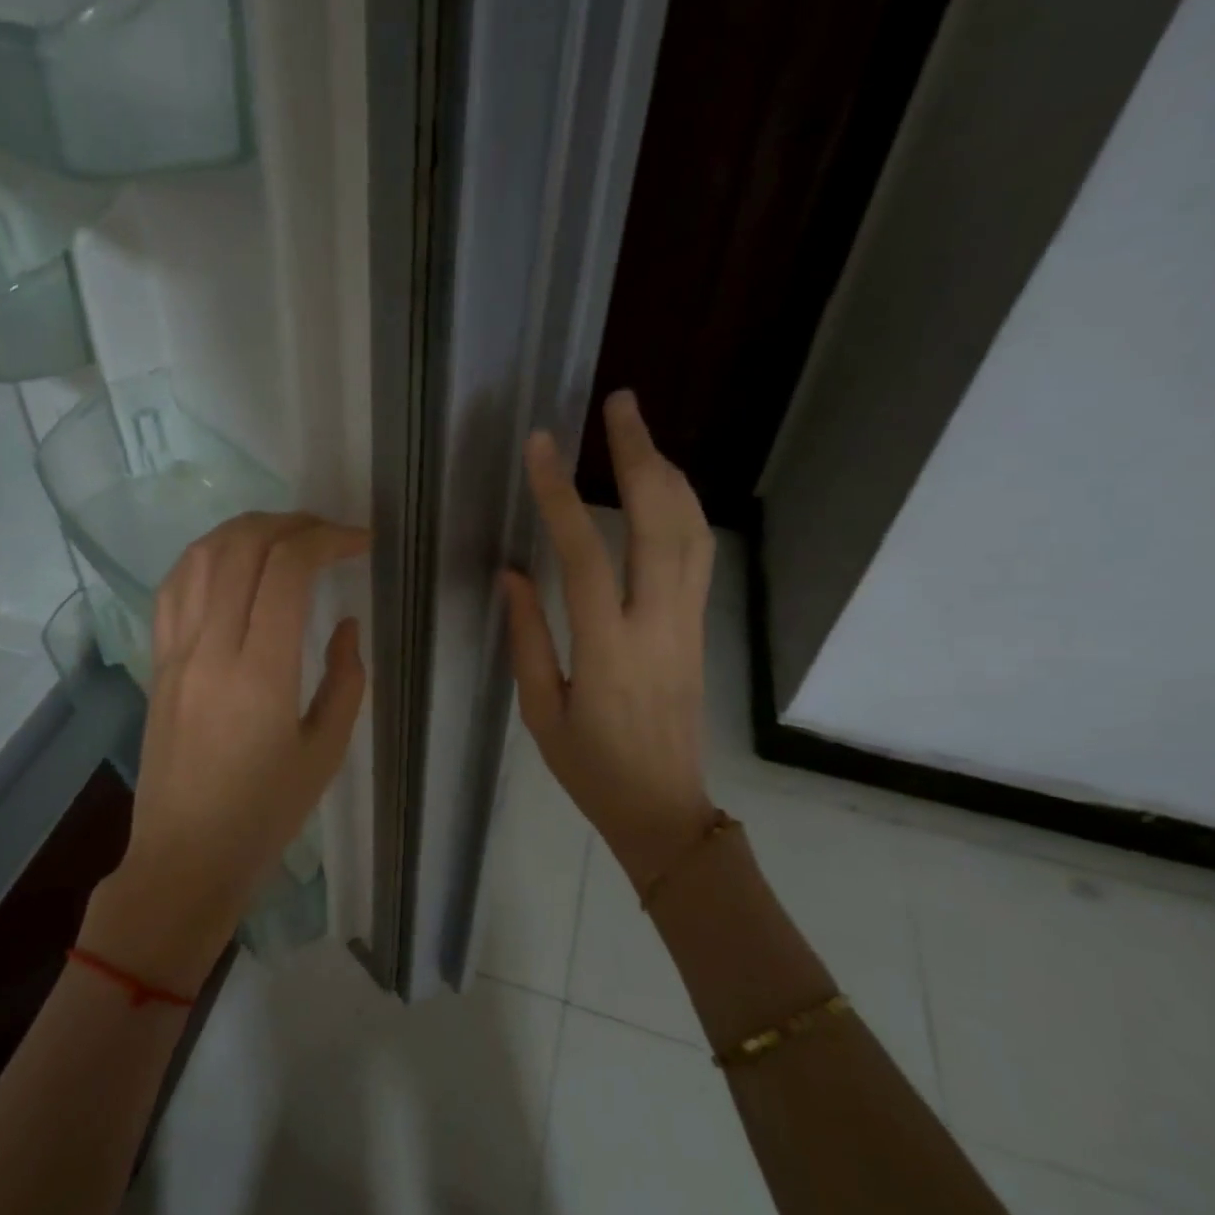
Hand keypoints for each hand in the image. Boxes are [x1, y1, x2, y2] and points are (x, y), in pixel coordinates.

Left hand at [79, 512, 369, 994]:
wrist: (185, 856)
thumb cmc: (264, 814)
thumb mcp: (325, 752)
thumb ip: (345, 680)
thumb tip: (345, 623)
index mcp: (261, 673)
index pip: (286, 569)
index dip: (327, 539)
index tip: (359, 542)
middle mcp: (211, 648)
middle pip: (242, 547)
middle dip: (292, 523)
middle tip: (328, 533)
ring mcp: (175, 652)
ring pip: (200, 556)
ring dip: (246, 529)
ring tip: (284, 535)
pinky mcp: (156, 662)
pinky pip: (172, 588)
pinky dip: (205, 557)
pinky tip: (231, 563)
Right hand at [500, 390, 717, 886]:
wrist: (665, 810)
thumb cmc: (591, 769)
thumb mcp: (541, 712)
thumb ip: (528, 638)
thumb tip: (513, 573)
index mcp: (608, 650)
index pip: (585, 554)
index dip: (560, 495)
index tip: (541, 446)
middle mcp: (658, 625)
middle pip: (661, 522)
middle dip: (640, 455)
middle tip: (620, 404)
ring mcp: (688, 624)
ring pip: (692, 532)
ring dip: (669, 474)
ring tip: (639, 434)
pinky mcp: (700, 629)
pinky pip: (698, 555)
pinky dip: (683, 509)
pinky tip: (664, 489)